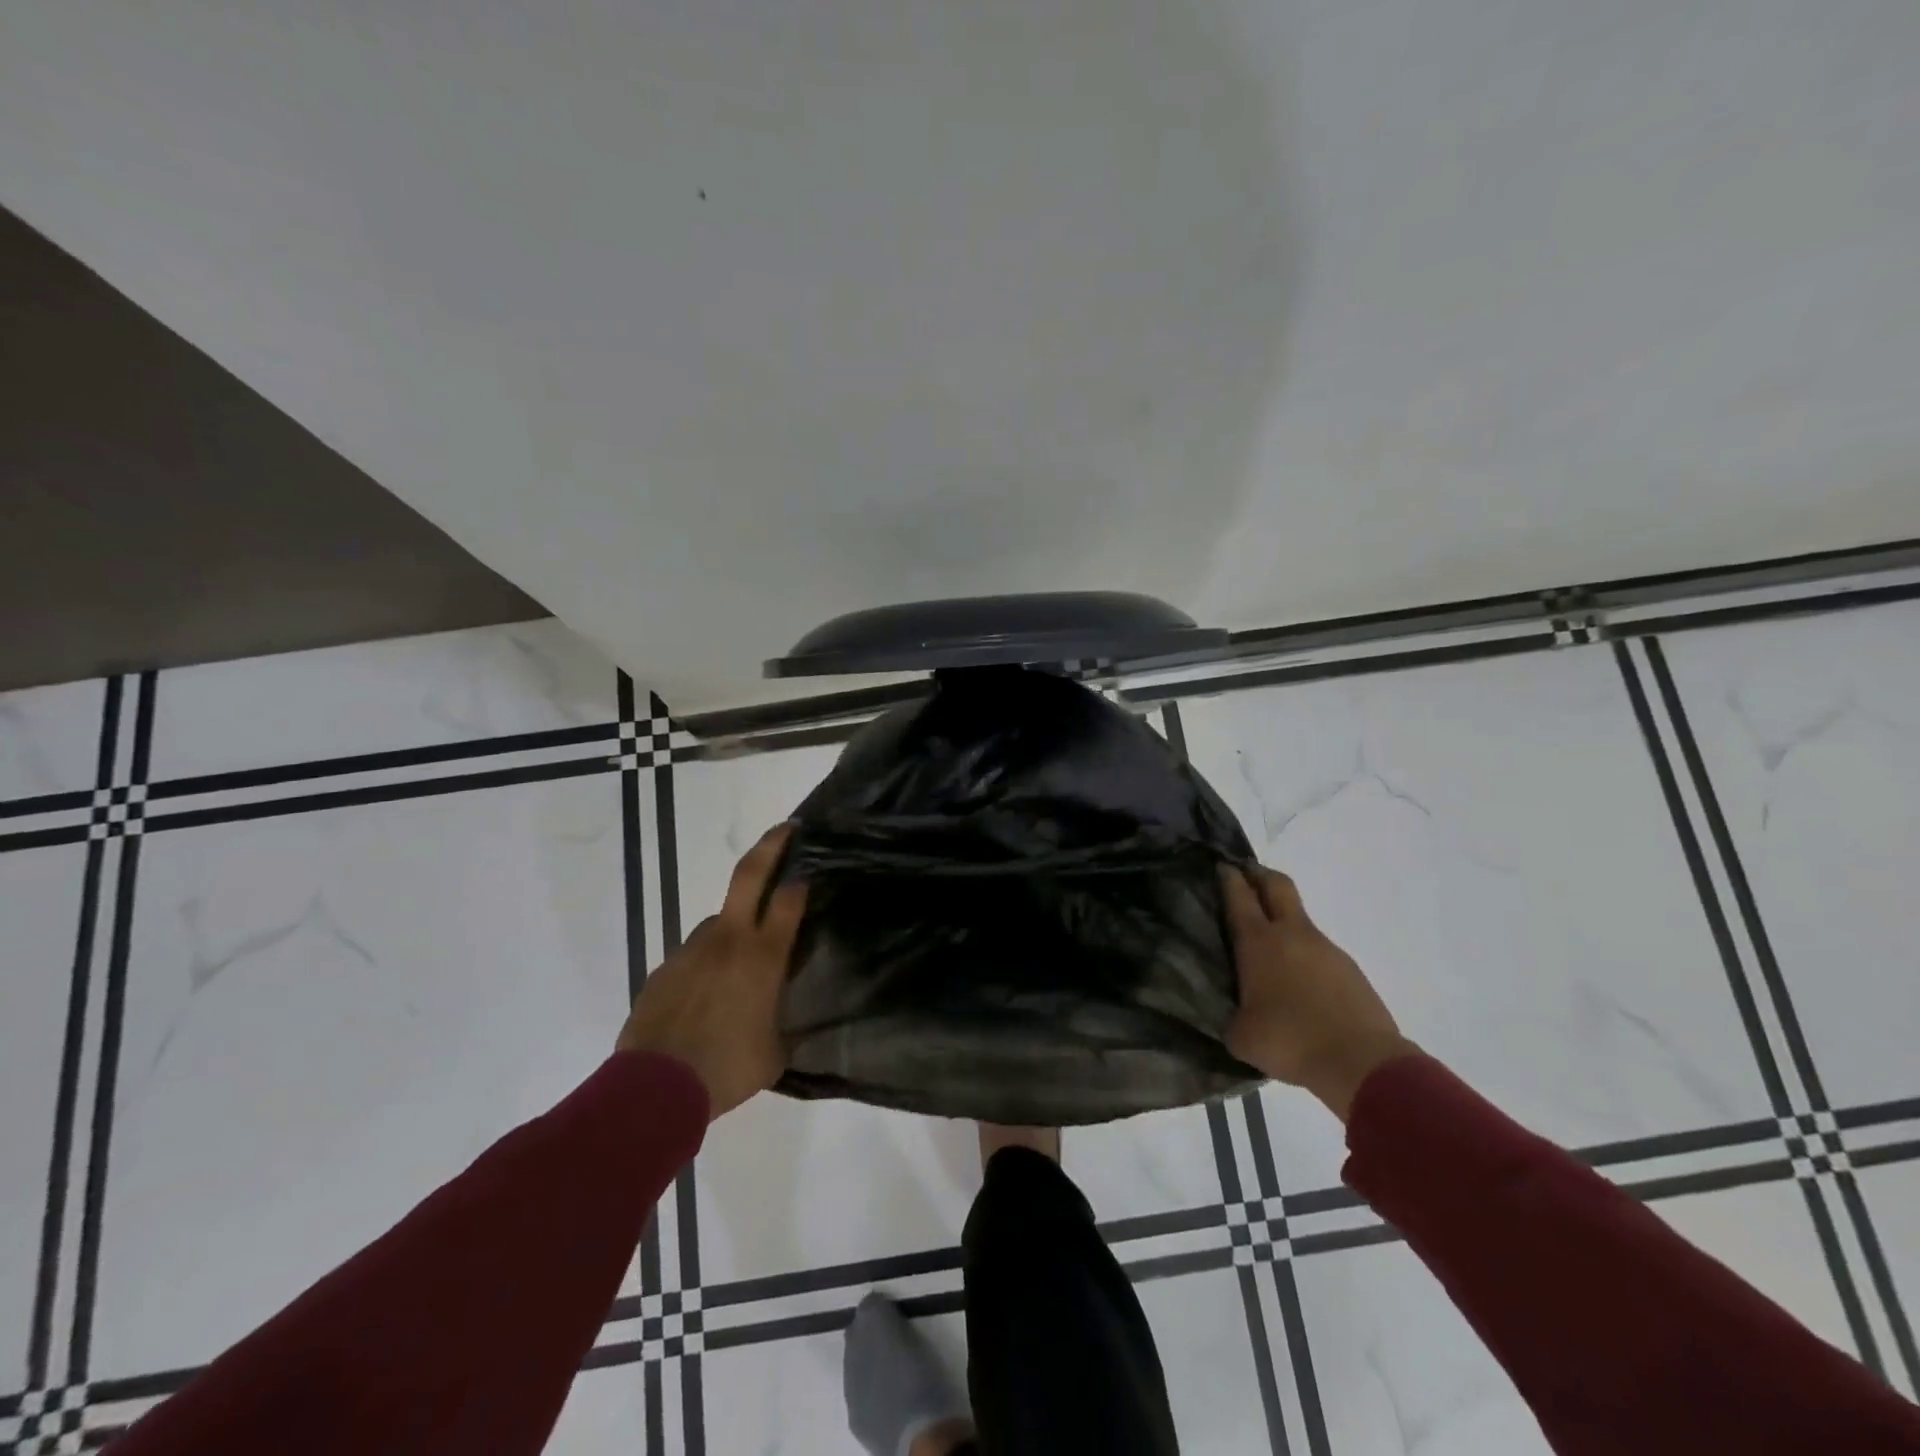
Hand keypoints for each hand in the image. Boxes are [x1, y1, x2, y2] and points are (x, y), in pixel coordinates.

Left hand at [617, 825, 806, 1118]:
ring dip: (732, 932)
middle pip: (749, 875)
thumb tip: (782, 1015)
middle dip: (771, 845)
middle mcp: (728, 940)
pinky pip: (692, 957)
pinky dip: (704, 967)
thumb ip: (783, 1023)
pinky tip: (703, 999)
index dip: (803, 879)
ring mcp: (691, 950)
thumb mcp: (774, 1052)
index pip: (790, 899)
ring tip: (736, 971)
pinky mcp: (663, 968)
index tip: (810, 868)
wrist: (654, 1089)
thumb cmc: (727, 1069)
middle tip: (786, 829)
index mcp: (763, 956)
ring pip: (718, 923)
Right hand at [1222, 863, 1418, 1120]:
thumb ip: (1232, 1016)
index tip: (1221, 866)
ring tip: (1270, 947)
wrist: (1361, 1063)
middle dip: (1260, 875)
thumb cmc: (1289, 1040)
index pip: (1239, 896)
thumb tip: (1236, 1015)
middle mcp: (1292, 934)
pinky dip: (1305, 955)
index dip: (1228, 877)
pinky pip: (1319, 951)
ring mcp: (1326, 949)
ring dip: (1283, 920)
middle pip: (1277, 885)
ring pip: (1300, 919)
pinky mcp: (1349, 969)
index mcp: (1258, 942)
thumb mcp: (1241, 1036)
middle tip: (1246, 875)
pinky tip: (1300, 984)